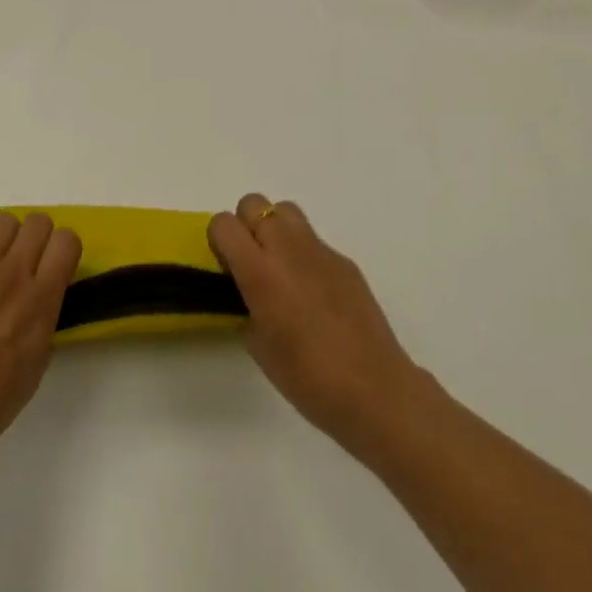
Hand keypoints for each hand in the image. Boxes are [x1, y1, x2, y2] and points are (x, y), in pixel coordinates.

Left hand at [0, 212, 81, 485]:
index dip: (63, 250)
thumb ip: (45, 320)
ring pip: (2, 221)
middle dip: (37, 239)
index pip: (67, 240)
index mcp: (40, 301)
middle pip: (38, 221)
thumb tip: (43, 297)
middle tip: (26, 266)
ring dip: (4, 241)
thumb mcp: (35, 366)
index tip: (55, 268)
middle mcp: (11, 276)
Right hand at [208, 194, 429, 457]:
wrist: (372, 388)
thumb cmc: (306, 377)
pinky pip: (314, 241)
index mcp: (260, 271)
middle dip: (245, 227)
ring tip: (281, 271)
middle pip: (254, 203)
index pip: (224, 224)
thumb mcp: (258, 345)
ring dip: (275, 230)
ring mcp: (320, 250)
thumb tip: (249, 292)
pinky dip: (305, 255)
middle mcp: (288, 248)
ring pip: (286, 211)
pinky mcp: (345, 260)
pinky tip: (315, 295)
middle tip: (252, 264)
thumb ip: (246, 305)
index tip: (227, 268)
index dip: (219, 241)